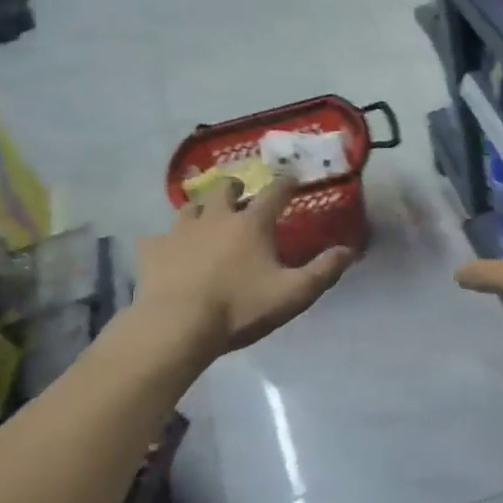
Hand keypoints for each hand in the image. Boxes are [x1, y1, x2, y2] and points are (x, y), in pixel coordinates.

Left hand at [137, 179, 352, 355]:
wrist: (178, 324)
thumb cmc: (241, 308)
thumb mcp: (293, 294)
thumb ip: (323, 271)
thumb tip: (349, 250)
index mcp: (252, 224)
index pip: (274, 193)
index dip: (286, 183)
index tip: (292, 178)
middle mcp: (216, 217)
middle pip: (225, 189)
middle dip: (235, 187)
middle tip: (240, 194)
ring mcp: (180, 231)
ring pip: (190, 207)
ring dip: (201, 208)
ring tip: (205, 218)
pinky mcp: (153, 250)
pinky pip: (157, 238)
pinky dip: (166, 242)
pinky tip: (167, 252)